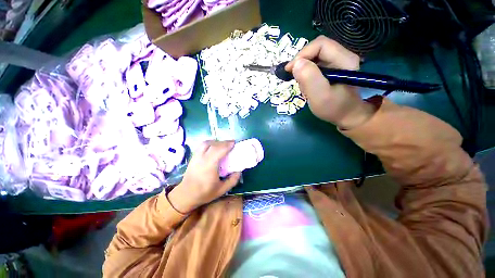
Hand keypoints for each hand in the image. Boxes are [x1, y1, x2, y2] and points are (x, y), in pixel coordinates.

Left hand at [168, 140, 240, 213]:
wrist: (185, 195)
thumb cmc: (204, 193)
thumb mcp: (222, 190)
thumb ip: (232, 180)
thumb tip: (239, 171)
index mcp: (209, 166)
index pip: (218, 150)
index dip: (227, 145)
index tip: (234, 143)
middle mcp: (202, 158)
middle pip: (213, 145)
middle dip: (223, 142)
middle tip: (231, 144)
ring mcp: (196, 156)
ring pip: (206, 143)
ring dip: (216, 142)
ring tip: (222, 145)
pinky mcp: (193, 157)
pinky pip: (201, 145)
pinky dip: (209, 143)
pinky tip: (214, 147)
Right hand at [285, 35, 375, 128]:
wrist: (345, 115)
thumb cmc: (333, 108)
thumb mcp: (320, 96)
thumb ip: (309, 79)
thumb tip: (296, 64)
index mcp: (344, 60)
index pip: (320, 44)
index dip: (302, 54)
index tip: (290, 70)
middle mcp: (342, 56)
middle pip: (316, 49)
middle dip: (302, 62)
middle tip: (294, 78)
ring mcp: (337, 61)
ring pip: (314, 57)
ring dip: (303, 70)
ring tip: (304, 86)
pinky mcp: (331, 68)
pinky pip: (314, 64)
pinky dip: (306, 74)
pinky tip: (307, 85)